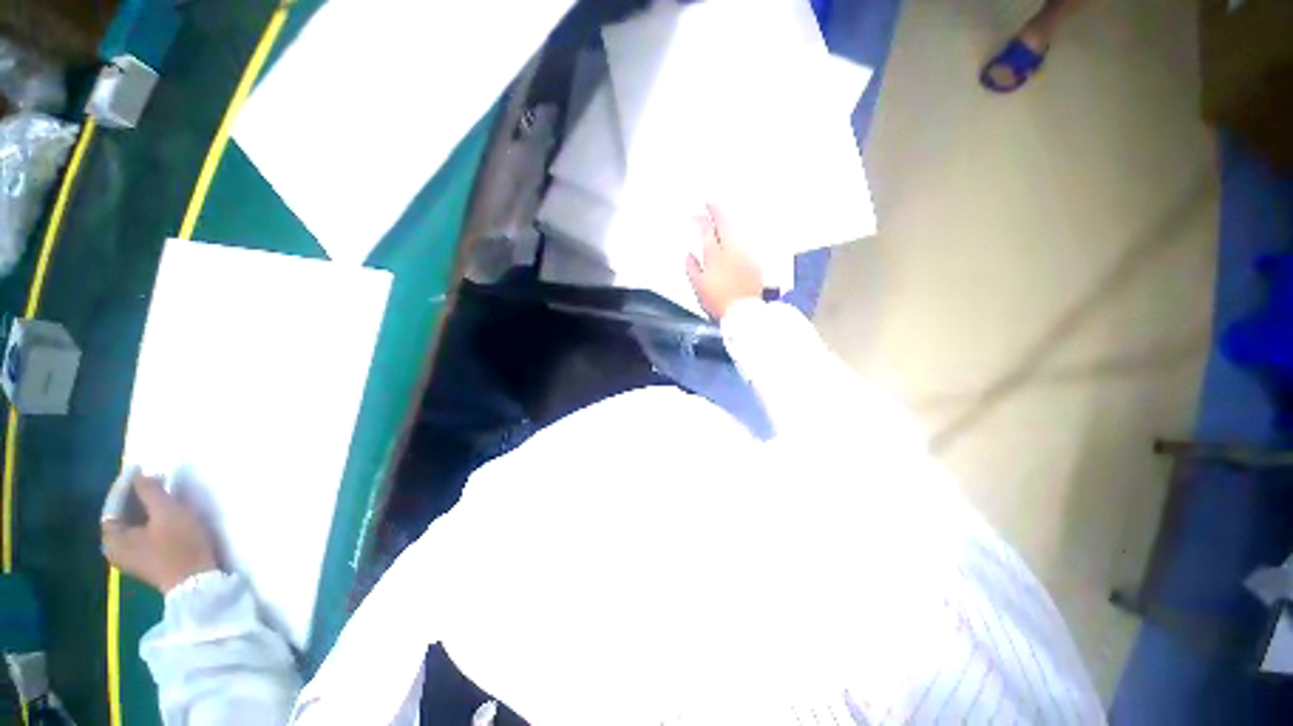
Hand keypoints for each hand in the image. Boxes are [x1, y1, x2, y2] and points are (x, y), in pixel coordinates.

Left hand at [102, 472, 218, 592]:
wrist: (197, 582)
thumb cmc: (178, 546)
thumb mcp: (168, 513)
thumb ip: (151, 492)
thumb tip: (141, 475)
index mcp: (112, 538)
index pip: (113, 504)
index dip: (126, 484)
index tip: (140, 468)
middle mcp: (114, 549)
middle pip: (121, 515)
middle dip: (135, 497)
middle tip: (152, 479)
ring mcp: (130, 558)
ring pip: (132, 525)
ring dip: (144, 508)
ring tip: (160, 493)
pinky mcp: (146, 561)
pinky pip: (141, 534)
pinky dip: (149, 520)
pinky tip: (163, 514)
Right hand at [686, 204, 762, 319]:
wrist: (744, 313)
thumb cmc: (718, 301)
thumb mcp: (698, 286)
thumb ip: (692, 268)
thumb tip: (690, 255)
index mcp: (715, 255)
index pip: (706, 230)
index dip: (700, 219)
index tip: (695, 214)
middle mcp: (732, 250)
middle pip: (724, 223)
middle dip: (716, 211)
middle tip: (709, 203)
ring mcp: (745, 255)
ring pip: (737, 231)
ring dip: (728, 223)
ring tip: (721, 218)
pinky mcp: (755, 263)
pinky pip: (745, 244)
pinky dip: (737, 238)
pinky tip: (734, 240)